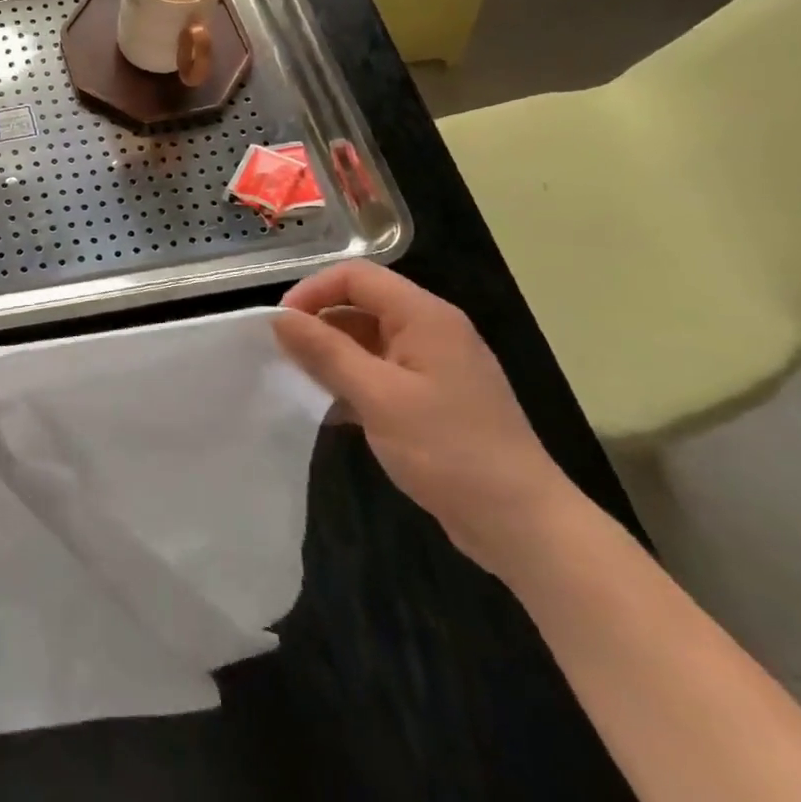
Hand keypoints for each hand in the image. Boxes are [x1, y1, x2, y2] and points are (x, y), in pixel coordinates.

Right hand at [274, 262, 582, 577]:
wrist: (522, 524)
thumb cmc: (449, 450)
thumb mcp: (378, 396)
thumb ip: (325, 351)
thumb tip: (279, 317)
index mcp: (425, 317)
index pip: (356, 276)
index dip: (312, 291)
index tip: (280, 326)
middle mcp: (432, 330)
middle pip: (362, 304)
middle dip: (319, 324)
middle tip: (284, 357)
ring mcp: (435, 365)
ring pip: (368, 340)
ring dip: (333, 355)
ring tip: (302, 383)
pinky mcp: (434, 398)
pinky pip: (381, 371)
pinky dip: (352, 381)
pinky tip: (331, 410)